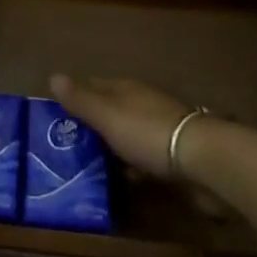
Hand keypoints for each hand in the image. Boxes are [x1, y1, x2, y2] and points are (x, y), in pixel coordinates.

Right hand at [49, 74, 192, 178]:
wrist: (203, 160)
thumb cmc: (148, 132)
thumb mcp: (108, 116)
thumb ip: (81, 100)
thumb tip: (53, 76)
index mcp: (126, 89)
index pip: (94, 86)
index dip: (76, 98)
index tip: (56, 117)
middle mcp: (143, 103)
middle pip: (112, 111)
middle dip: (93, 126)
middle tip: (68, 148)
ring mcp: (160, 128)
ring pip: (128, 135)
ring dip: (114, 147)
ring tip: (91, 168)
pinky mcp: (174, 154)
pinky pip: (146, 157)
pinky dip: (134, 165)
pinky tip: (126, 180)